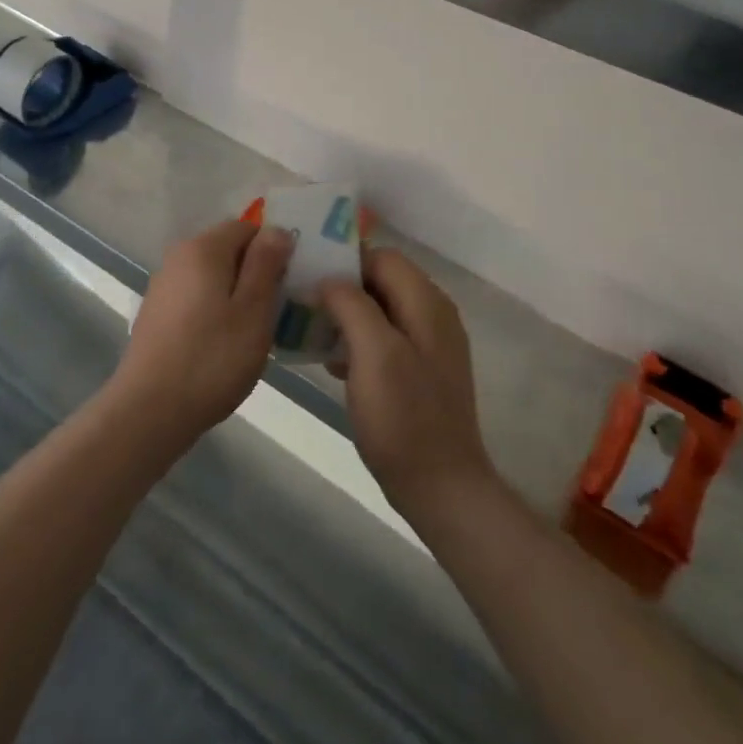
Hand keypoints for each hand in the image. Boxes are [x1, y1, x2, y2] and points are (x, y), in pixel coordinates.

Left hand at [109, 220, 293, 454]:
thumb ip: (266, 264)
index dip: (272, 250)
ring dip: (235, 295)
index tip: (288, 284)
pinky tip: (222, 346)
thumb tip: (277, 229)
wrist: (150, 410)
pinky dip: (214, 311)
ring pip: (212, 276)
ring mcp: (163, 286)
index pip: (247, 227)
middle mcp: (178, 257)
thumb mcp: (253, 311)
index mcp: (203, 248)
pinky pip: (196, 298)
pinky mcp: (156, 314)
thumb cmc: (212, 358)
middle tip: (276, 312)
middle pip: (227, 250)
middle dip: (255, 273)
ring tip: (253, 333)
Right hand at [320, 249, 497, 521]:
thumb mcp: (374, 353)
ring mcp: (429, 344)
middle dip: (342, 286)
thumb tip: (329, 278)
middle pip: (381, 281)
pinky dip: (358, 341)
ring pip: (380, 310)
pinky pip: (384, 339)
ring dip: (346, 314)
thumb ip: (352, 305)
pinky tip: (332, 362)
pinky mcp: (421, 371)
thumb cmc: (404, 418)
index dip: (345, 259)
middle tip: (302, 299)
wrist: (441, 487)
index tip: (307, 271)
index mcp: (426, 303)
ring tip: (309, 327)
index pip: (382, 256)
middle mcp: (433, 315)